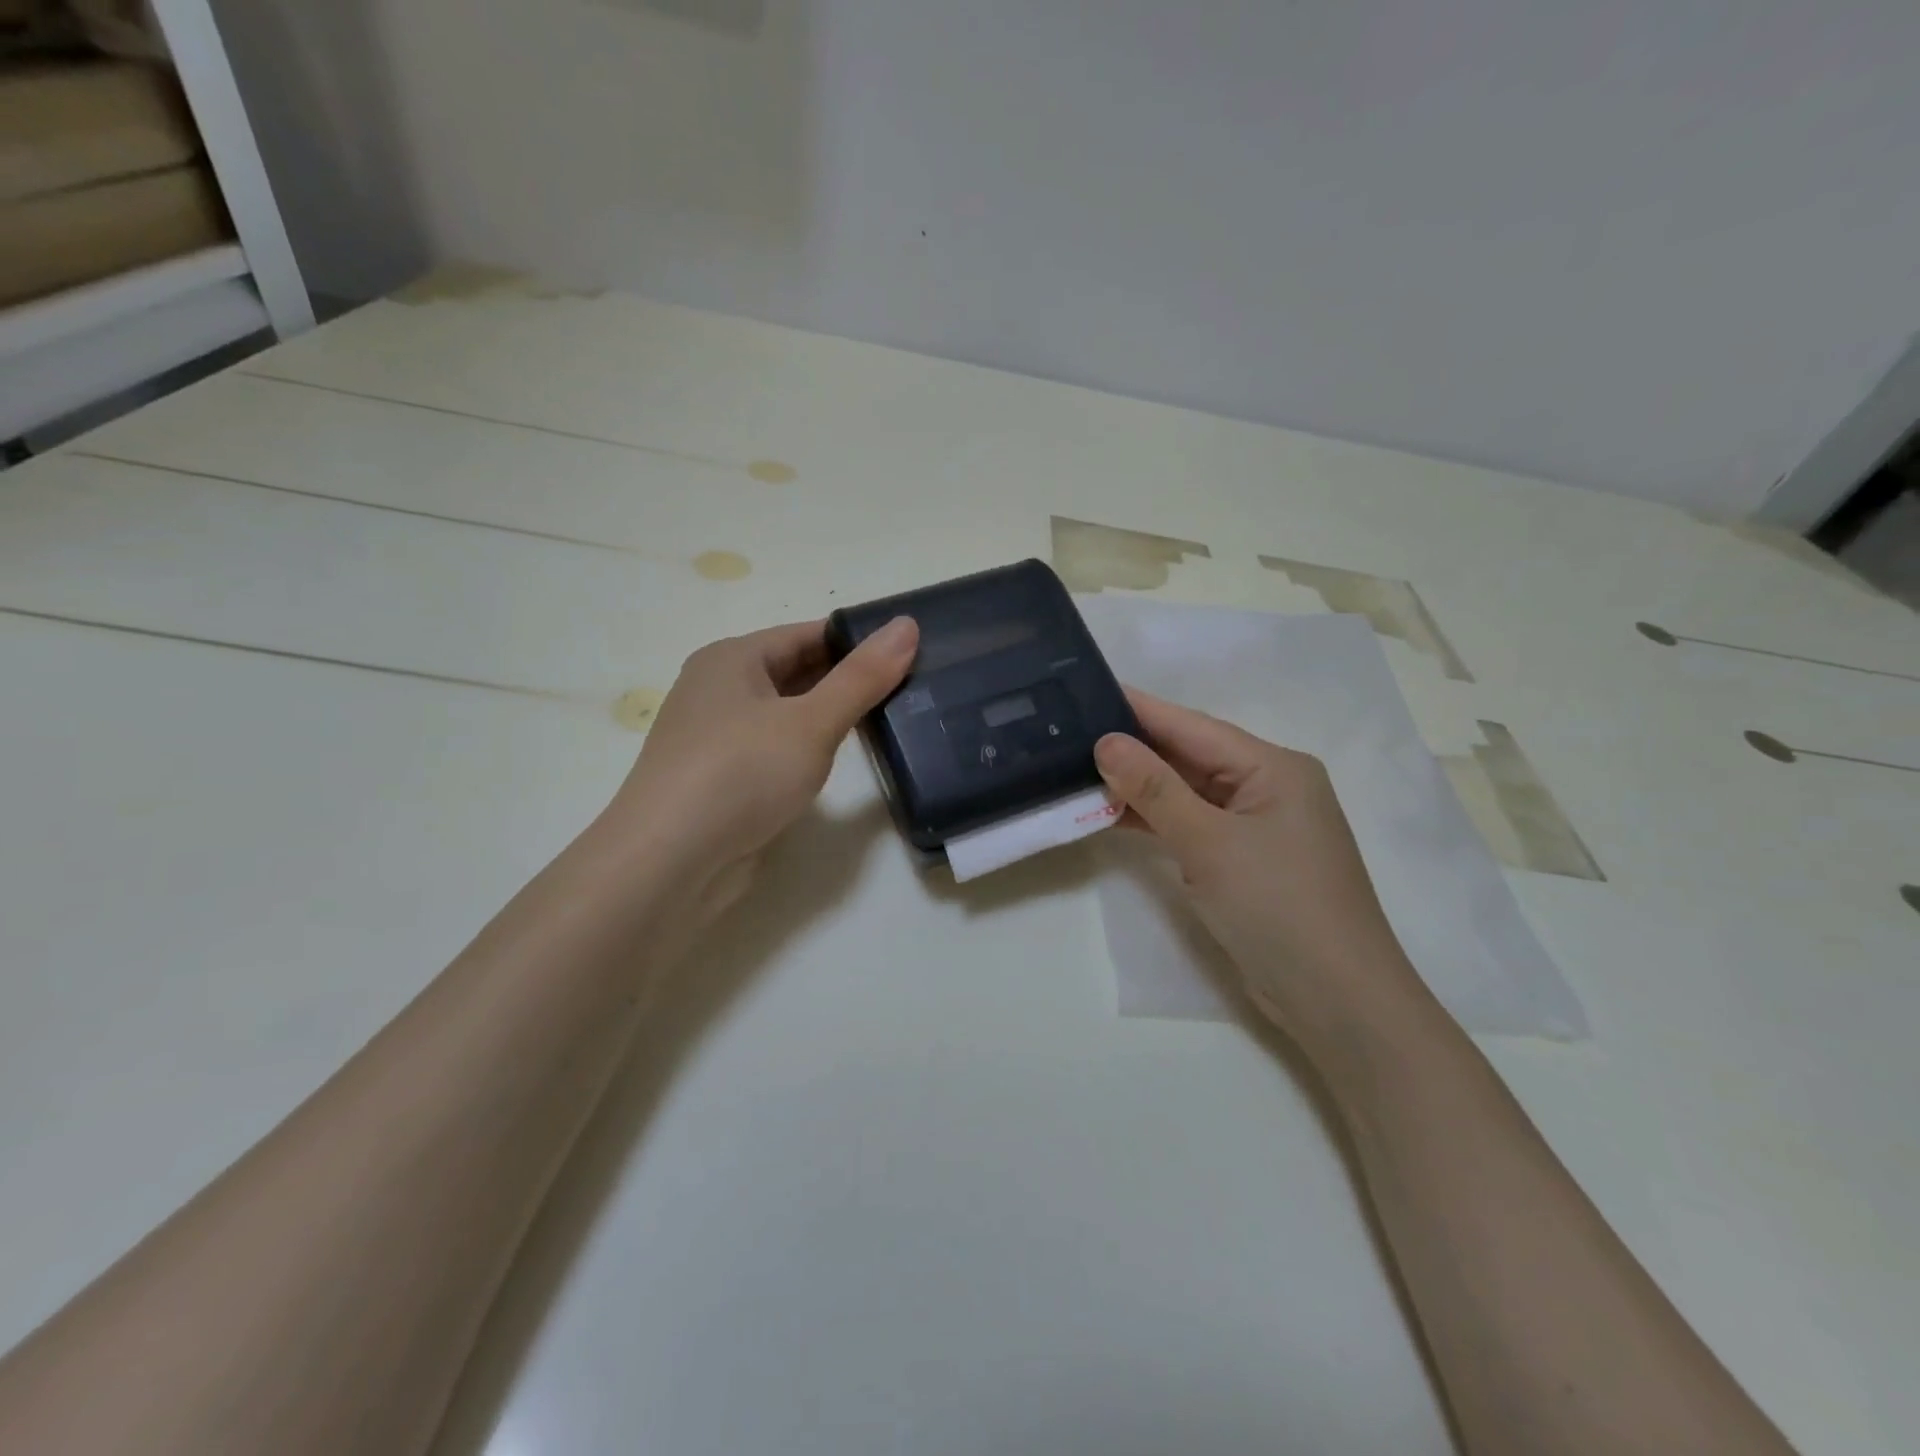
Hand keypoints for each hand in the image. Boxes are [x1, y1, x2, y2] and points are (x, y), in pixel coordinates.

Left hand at [609, 616, 918, 923]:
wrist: (667, 864)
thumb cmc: (740, 775)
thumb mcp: (811, 722)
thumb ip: (862, 677)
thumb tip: (907, 625)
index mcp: (731, 659)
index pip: (807, 634)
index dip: (858, 641)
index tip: (911, 650)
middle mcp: (718, 690)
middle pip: (795, 671)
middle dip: (848, 679)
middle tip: (911, 686)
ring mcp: (717, 737)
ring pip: (786, 713)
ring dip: (829, 716)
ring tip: (889, 720)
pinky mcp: (721, 779)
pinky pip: (775, 749)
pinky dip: (807, 749)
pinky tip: (840, 761)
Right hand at [1094, 690, 1425, 1039]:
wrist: (1336, 1002)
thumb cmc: (1278, 908)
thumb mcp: (1210, 843)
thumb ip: (1155, 790)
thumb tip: (1106, 742)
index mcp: (1274, 767)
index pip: (1193, 727)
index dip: (1139, 710)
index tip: (1087, 690)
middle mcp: (1268, 787)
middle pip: (1191, 757)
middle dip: (1134, 749)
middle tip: (1071, 732)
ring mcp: (1257, 826)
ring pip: (1188, 792)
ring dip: (1140, 787)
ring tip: (1078, 769)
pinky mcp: (1245, 860)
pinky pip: (1193, 824)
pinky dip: (1156, 820)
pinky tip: (1112, 813)